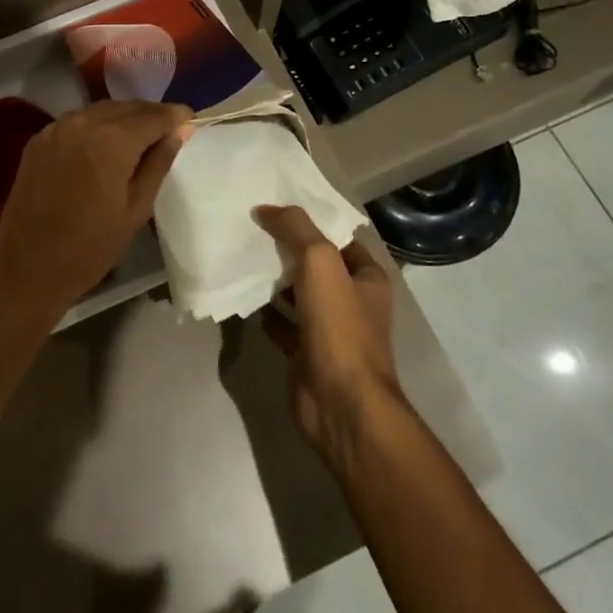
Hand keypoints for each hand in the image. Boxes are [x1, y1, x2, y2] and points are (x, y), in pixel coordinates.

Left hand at [0, 100, 193, 319]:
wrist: (27, 267)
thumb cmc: (91, 246)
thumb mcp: (137, 208)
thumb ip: (159, 162)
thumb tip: (181, 129)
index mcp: (111, 141)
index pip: (153, 116)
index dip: (174, 116)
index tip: (189, 119)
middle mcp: (82, 123)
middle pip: (126, 108)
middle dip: (150, 115)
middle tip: (168, 131)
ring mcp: (56, 128)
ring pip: (100, 110)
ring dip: (123, 118)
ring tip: (139, 138)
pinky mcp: (38, 139)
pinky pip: (76, 122)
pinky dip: (96, 126)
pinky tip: (104, 145)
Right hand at [255, 205, 405, 466]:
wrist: (341, 403)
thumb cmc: (339, 328)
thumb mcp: (320, 263)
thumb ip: (296, 229)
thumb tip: (266, 209)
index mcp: (368, 278)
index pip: (338, 238)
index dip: (310, 222)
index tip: (275, 208)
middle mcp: (353, 301)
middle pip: (317, 265)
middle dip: (288, 249)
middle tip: (252, 228)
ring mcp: (331, 330)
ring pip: (300, 295)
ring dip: (276, 280)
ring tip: (244, 257)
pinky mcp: (307, 354)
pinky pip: (284, 325)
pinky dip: (267, 313)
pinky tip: (246, 299)